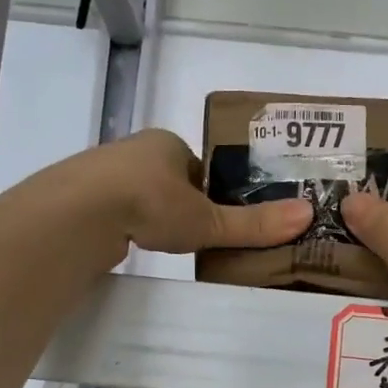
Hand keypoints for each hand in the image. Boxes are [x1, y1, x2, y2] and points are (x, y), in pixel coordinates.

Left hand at [77, 129, 310, 256]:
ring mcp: (105, 173)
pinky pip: (116, 210)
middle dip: (184, 203)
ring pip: (141, 194)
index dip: (214, 192)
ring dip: (155, 214)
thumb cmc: (151, 203)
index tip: (221, 217)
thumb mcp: (207, 219)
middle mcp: (136, 151)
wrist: (79, 213)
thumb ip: (252, 224)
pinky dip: (129, 224)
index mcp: (168, 144)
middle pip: (171, 180)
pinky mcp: (83, 198)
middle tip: (199, 235)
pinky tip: (135, 243)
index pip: (201, 167)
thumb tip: (307, 216)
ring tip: (168, 242)